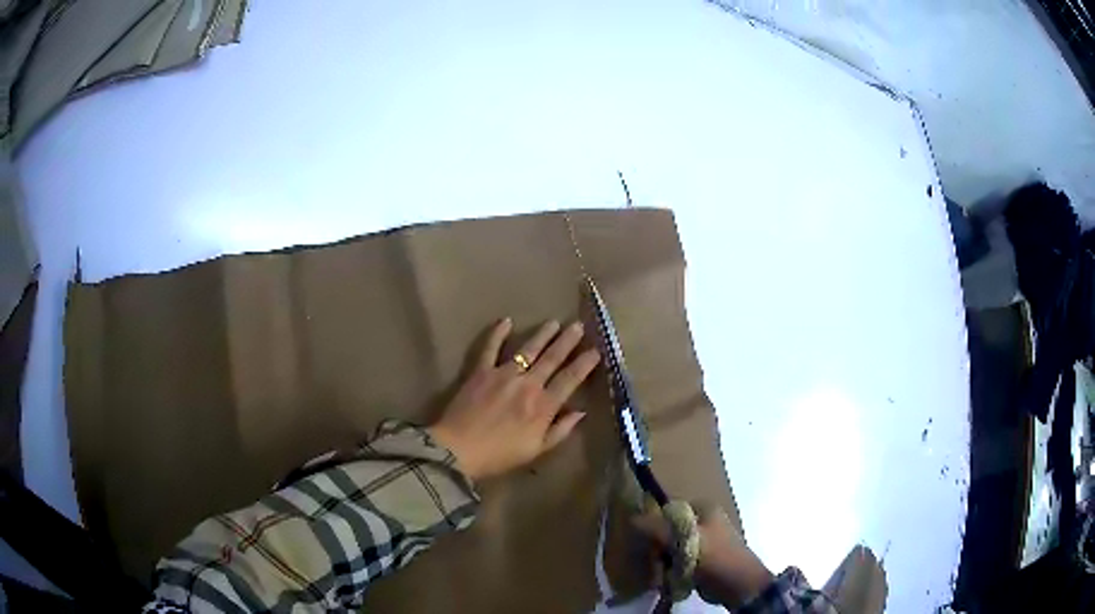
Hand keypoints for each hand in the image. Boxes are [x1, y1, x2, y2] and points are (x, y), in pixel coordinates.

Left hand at [427, 318, 600, 481]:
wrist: (458, 450)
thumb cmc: (499, 455)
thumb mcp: (536, 450)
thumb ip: (560, 430)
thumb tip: (580, 412)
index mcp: (543, 406)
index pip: (570, 379)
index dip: (584, 364)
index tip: (596, 351)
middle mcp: (527, 384)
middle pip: (552, 358)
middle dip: (568, 341)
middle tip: (579, 326)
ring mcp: (503, 374)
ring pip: (528, 349)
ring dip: (543, 334)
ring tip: (554, 322)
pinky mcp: (481, 371)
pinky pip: (490, 348)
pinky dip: (498, 333)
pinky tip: (506, 321)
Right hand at [633, 504, 773, 607]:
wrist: (739, 585)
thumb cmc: (714, 558)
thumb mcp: (683, 540)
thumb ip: (657, 528)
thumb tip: (633, 517)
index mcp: (703, 508)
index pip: (668, 510)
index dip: (654, 525)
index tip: (649, 545)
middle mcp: (704, 520)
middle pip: (668, 530)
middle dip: (660, 549)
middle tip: (658, 563)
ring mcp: (705, 540)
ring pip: (672, 547)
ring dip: (665, 562)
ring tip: (666, 574)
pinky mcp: (704, 559)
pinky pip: (680, 560)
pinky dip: (674, 570)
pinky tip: (673, 579)